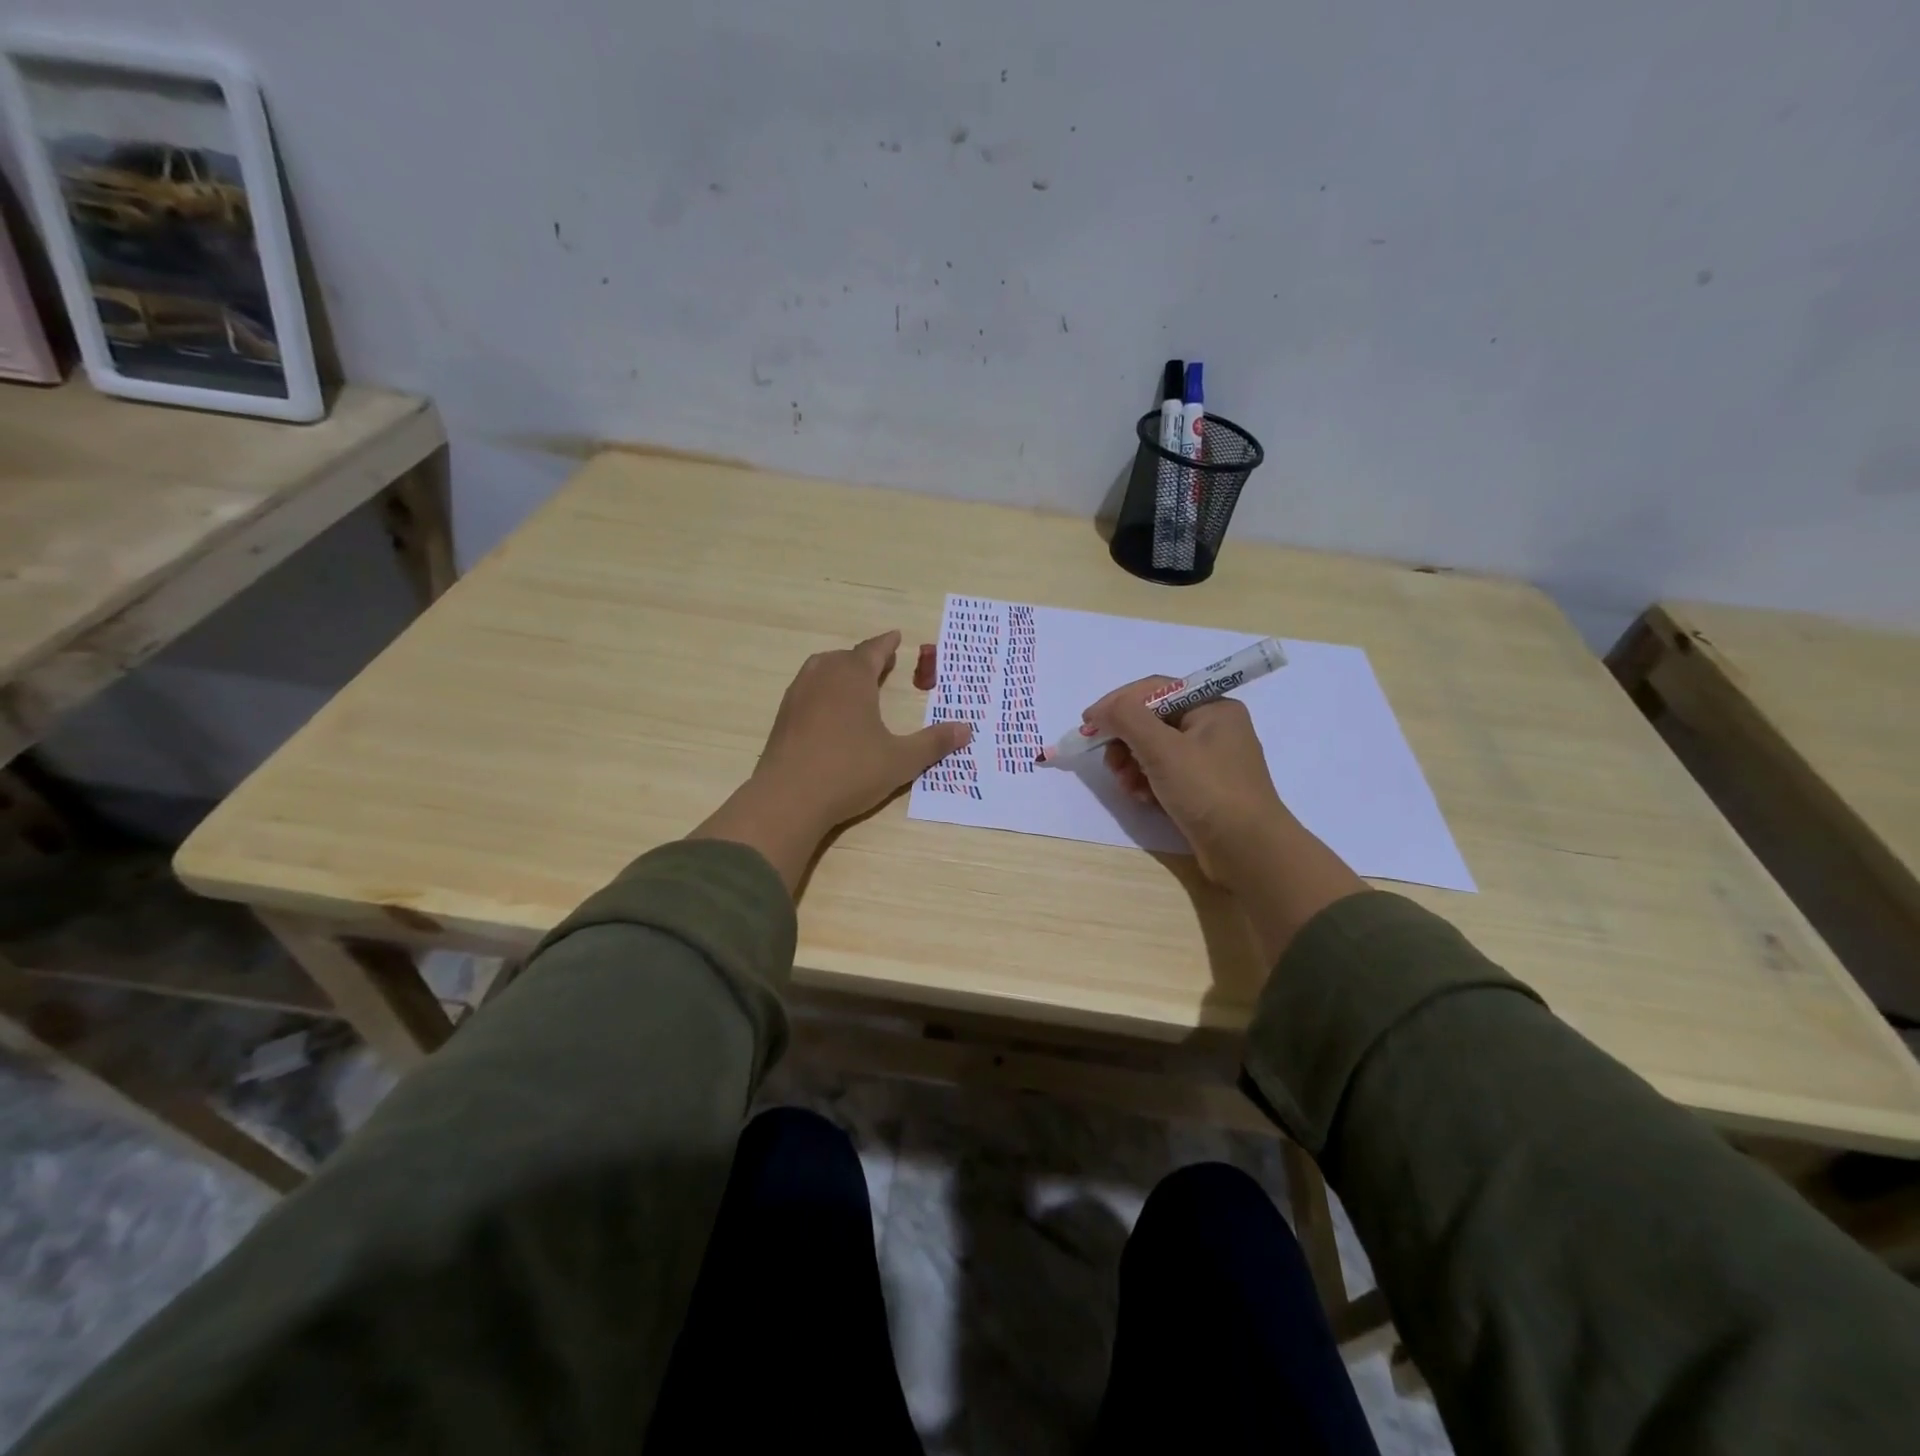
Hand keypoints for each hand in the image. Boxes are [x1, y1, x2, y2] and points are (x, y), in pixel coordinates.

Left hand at [690, 631, 972, 891]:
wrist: (788, 798)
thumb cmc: (850, 772)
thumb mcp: (900, 760)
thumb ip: (933, 743)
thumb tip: (967, 729)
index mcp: (853, 677)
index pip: (872, 650)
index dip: (886, 644)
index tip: (896, 637)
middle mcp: (822, 677)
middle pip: (844, 658)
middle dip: (864, 658)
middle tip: (880, 662)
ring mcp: (797, 696)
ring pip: (820, 670)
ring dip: (839, 671)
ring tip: (853, 682)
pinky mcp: (781, 718)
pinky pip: (806, 691)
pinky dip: (821, 691)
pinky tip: (827, 711)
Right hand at [1083, 677, 1288, 887]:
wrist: (1248, 851)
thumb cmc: (1208, 790)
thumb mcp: (1162, 749)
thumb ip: (1127, 719)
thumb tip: (1099, 711)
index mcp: (1212, 707)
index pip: (1155, 690)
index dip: (1117, 703)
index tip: (1087, 724)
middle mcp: (1214, 728)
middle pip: (1152, 721)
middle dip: (1125, 740)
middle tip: (1109, 762)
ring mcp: (1210, 760)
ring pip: (1155, 750)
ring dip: (1132, 765)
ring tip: (1125, 786)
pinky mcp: (1203, 788)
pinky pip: (1165, 774)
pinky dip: (1147, 782)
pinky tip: (1141, 798)